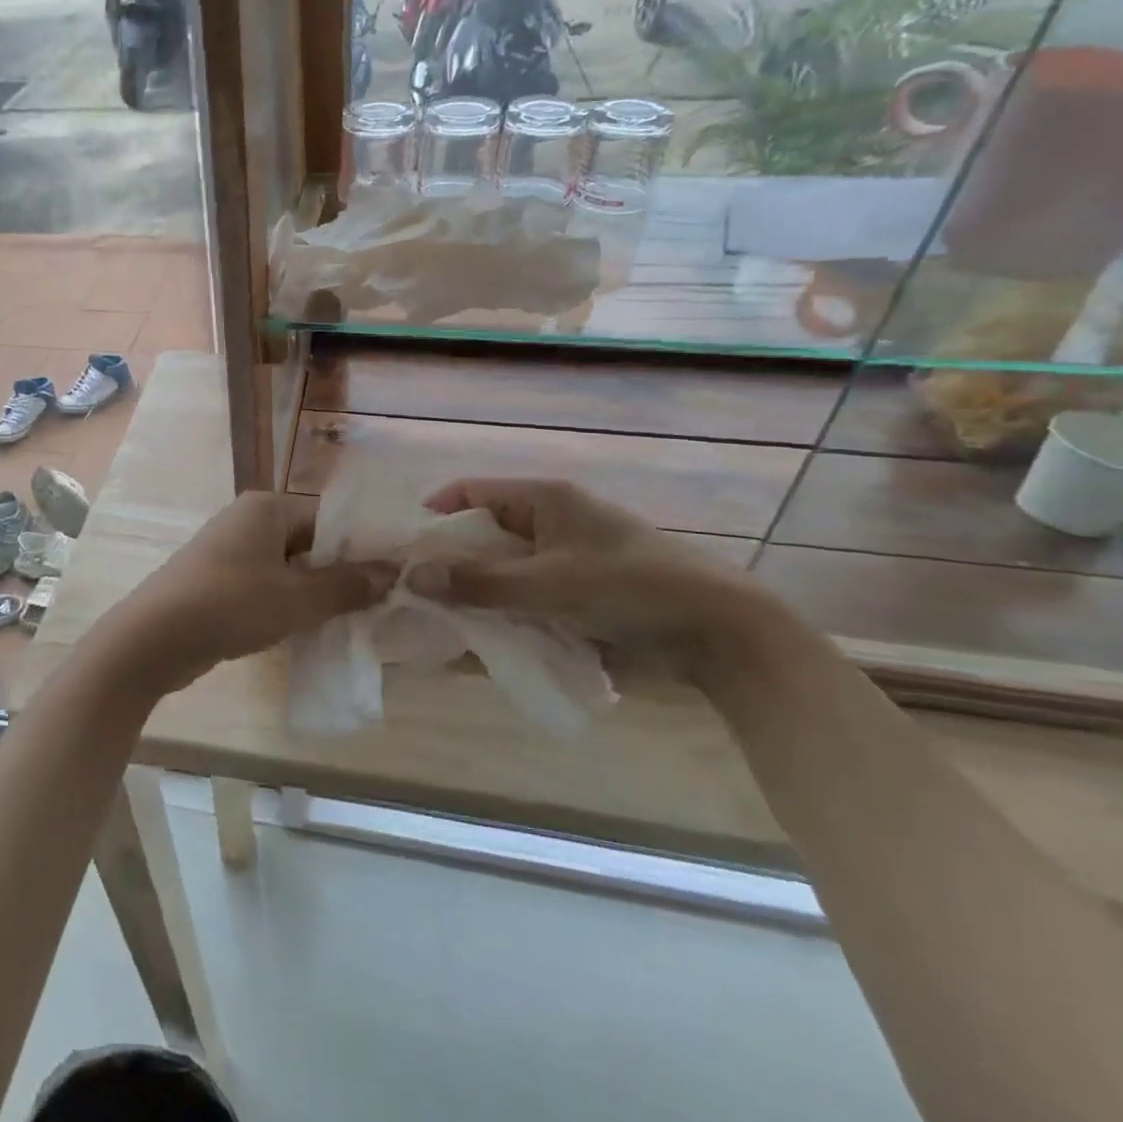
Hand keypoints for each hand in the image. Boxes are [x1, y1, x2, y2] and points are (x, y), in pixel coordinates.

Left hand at [98, 492, 396, 696]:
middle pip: (309, 542)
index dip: (362, 547)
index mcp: (267, 508)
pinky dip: (286, 603)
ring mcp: (229, 550)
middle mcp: (247, 520)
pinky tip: (306, 630)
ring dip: (313, 592)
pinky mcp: (217, 580)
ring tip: (349, 621)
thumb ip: (346, 585)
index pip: (329, 518)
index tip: (394, 577)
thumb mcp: (297, 599)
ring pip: (287, 567)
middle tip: (377, 605)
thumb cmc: (231, 605)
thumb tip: (392, 572)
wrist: (154, 638)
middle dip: (339, 573)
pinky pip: (265, 585)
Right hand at [404, 478, 785, 675]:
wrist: (720, 629)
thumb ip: (478, 582)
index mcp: (543, 497)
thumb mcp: (547, 584)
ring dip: (476, 586)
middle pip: (483, 529)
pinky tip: (486, 628)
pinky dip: (505, 604)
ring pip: (503, 563)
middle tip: (415, 590)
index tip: (402, 548)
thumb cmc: (629, 587)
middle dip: (450, 558)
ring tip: (442, 614)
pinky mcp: (580, 585)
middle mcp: (551, 517)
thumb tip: (411, 577)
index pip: (470, 491)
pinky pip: (527, 588)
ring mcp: (567, 552)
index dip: (433, 514)